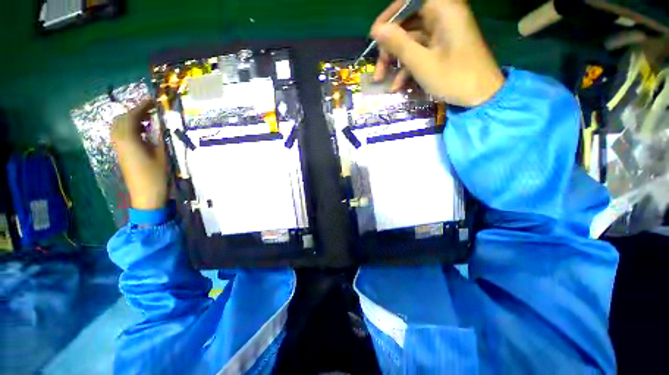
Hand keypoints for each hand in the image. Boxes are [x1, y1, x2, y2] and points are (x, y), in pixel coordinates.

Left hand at [111, 99, 168, 209]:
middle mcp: (119, 141)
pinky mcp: (120, 153)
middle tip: (151, 109)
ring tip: (147, 119)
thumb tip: (160, 123)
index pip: (132, 116)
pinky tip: (142, 131)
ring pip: (119, 126)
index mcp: (130, 140)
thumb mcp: (162, 155)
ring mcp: (118, 147)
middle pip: (122, 119)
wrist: (145, 195)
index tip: (153, 100)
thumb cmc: (156, 176)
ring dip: (131, 119)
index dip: (142, 106)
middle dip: (135, 111)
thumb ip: (159, 137)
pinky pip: (120, 134)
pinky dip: (129, 127)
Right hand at [371, 0, 504, 106]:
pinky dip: (407, 67)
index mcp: (442, 10)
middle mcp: (442, 16)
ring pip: (410, 40)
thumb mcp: (422, 63)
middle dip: (389, 47)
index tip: (375, 37)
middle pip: (407, 23)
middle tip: (378, 69)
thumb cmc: (455, 78)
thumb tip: (377, 30)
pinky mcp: (441, 48)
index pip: (409, 1)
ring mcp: (441, 33)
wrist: (482, 96)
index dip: (389, 17)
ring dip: (395, 61)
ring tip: (382, 82)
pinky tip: (397, 86)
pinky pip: (419, 52)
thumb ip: (398, 44)